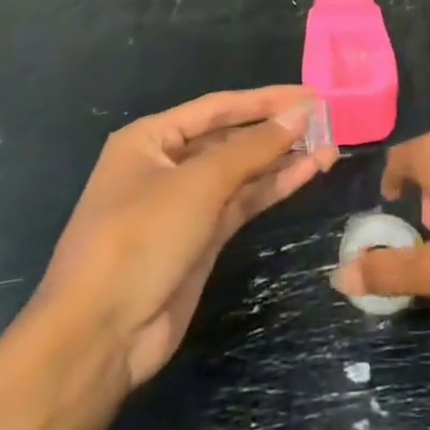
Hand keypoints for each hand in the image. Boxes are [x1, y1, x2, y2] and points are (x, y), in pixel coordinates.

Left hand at [35, 86, 336, 385]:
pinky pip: (242, 201)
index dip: (265, 100)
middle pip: (230, 138)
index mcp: (150, 139)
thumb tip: (301, 112)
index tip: (309, 94)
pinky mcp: (201, 238)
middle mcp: (167, 165)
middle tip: (326, 119)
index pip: (217, 107)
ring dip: (282, 159)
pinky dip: (274, 187)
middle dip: (276, 129)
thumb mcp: (198, 184)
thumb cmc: (140, 238)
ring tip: (329, 144)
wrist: (100, 336)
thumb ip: (253, 147)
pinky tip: (308, 171)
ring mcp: (185, 204)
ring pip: (242, 172)